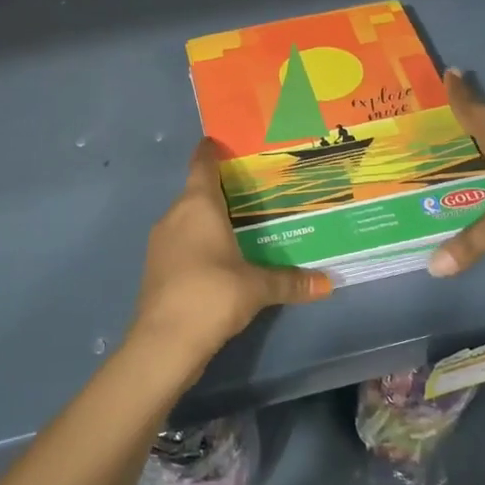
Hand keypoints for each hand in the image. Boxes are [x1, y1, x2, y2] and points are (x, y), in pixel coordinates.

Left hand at [129, 139, 332, 378]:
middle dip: (221, 189)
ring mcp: (160, 242)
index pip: (202, 164)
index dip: (212, 150)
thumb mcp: (257, 287)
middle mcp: (174, 215)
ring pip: (187, 219)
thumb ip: (290, 281)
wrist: (164, 342)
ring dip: (208, 219)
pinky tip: (219, 258)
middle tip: (254, 189)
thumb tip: (328, 283)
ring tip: (241, 224)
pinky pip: (181, 242)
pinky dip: (198, 243)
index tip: (226, 141)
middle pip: (196, 191)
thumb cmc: (212, 295)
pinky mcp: (156, 268)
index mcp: (197, 205)